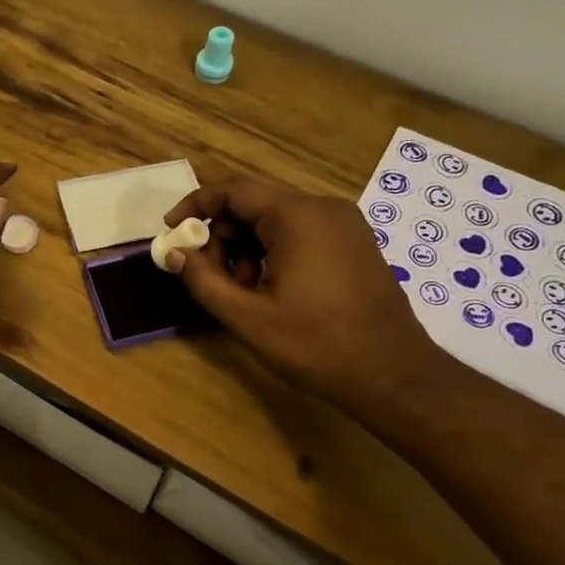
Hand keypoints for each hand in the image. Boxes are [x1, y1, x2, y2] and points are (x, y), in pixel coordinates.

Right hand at [164, 178, 441, 405]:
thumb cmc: (316, 345)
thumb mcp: (247, 317)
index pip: (233, 191)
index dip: (195, 206)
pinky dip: (273, 251)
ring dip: (246, 246)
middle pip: (254, 204)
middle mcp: (323, 208)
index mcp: (297, 217)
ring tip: (240, 289)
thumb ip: (203, 280)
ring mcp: (345, 224)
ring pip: (276, 219)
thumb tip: (174, 253)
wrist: (393, 374)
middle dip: (222, 235)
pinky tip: (269, 289)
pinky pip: (301, 232)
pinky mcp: (355, 243)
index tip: (171, 230)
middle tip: (208, 275)